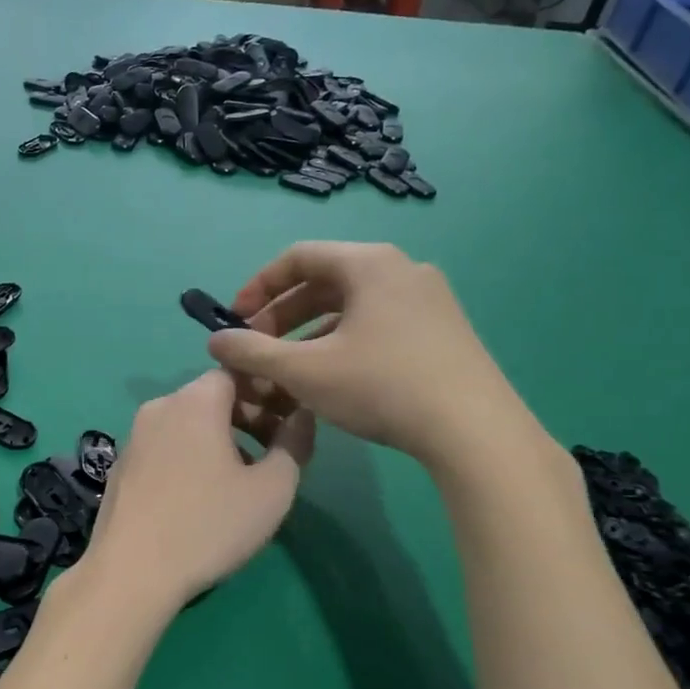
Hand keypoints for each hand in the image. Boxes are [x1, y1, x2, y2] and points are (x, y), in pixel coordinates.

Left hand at [75, 369, 312, 607]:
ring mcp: (134, 437)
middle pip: (211, 396)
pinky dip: (191, 455)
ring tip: (244, 477)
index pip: (236, 372)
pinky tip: (203, 496)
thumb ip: (294, 444)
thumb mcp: (272, 489)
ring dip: (221, 438)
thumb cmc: (208, 525)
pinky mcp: (122, 466)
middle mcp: (159, 407)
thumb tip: (301, 416)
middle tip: (276, 450)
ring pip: (187, 423)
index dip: (269, 390)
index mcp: (195, 401)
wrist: (131, 572)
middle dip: (249, 415)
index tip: (291, 420)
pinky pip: (166, 446)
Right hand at [207, 242, 547, 478]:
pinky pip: (378, 323)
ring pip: (352, 306)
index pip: (298, 257)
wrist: (474, 431)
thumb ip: (252, 352)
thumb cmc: (381, 386)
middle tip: (257, 347)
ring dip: (310, 331)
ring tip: (288, 367)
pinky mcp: (443, 331)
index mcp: (370, 263)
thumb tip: (215, 341)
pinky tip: (332, 377)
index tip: (234, 320)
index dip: (258, 287)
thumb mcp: (304, 370)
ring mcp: (429, 300)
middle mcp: (402, 270)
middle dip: (282, 314)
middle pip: (325, 280)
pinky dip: (344, 341)